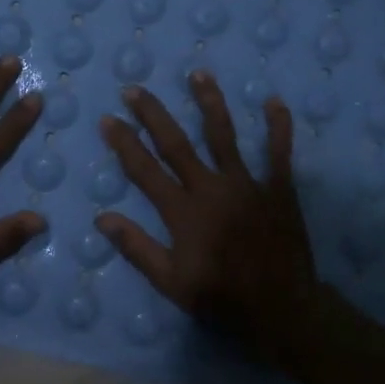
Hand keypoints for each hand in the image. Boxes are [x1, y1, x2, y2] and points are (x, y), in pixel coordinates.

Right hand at [96, 71, 317, 344]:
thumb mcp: (170, 282)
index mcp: (183, 211)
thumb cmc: (221, 298)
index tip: (108, 119)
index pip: (145, 170)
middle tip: (135, 89)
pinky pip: (279, 153)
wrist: (282, 309)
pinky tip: (274, 101)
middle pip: (177, 144)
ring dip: (209, 103)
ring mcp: (247, 185)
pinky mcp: (279, 189)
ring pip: (224, 136)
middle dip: (153, 114)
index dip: (125, 143)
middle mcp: (211, 188)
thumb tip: (102, 218)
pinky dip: (278, 127)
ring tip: (198, 74)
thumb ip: (136, 248)